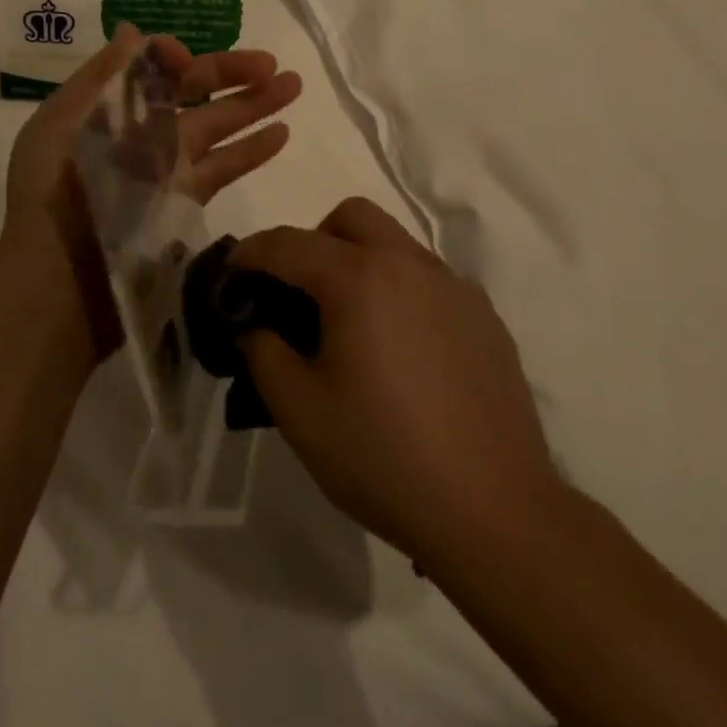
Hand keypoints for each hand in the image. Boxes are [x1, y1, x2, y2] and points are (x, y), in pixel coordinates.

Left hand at [0, 23, 302, 360]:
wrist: (60, 281)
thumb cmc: (56, 192)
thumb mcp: (64, 121)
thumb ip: (103, 75)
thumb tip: (136, 32)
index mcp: (107, 106)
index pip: (150, 70)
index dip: (174, 58)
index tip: (187, 59)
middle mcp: (138, 131)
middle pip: (193, 93)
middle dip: (232, 73)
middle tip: (274, 63)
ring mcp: (165, 168)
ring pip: (217, 124)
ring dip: (255, 104)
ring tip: (294, 85)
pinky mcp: (185, 202)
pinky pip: (224, 167)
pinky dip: (251, 150)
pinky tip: (281, 132)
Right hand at [233, 198, 559, 567]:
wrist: (495, 510)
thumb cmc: (384, 458)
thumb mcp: (299, 412)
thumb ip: (263, 352)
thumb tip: (256, 325)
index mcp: (359, 278)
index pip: (289, 243)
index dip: (251, 252)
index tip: (232, 272)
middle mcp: (408, 264)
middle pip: (351, 216)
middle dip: (314, 240)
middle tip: (301, 294)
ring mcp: (453, 285)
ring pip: (394, 241)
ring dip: (361, 260)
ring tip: (352, 325)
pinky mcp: (483, 314)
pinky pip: (429, 278)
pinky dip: (400, 290)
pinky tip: (403, 351)